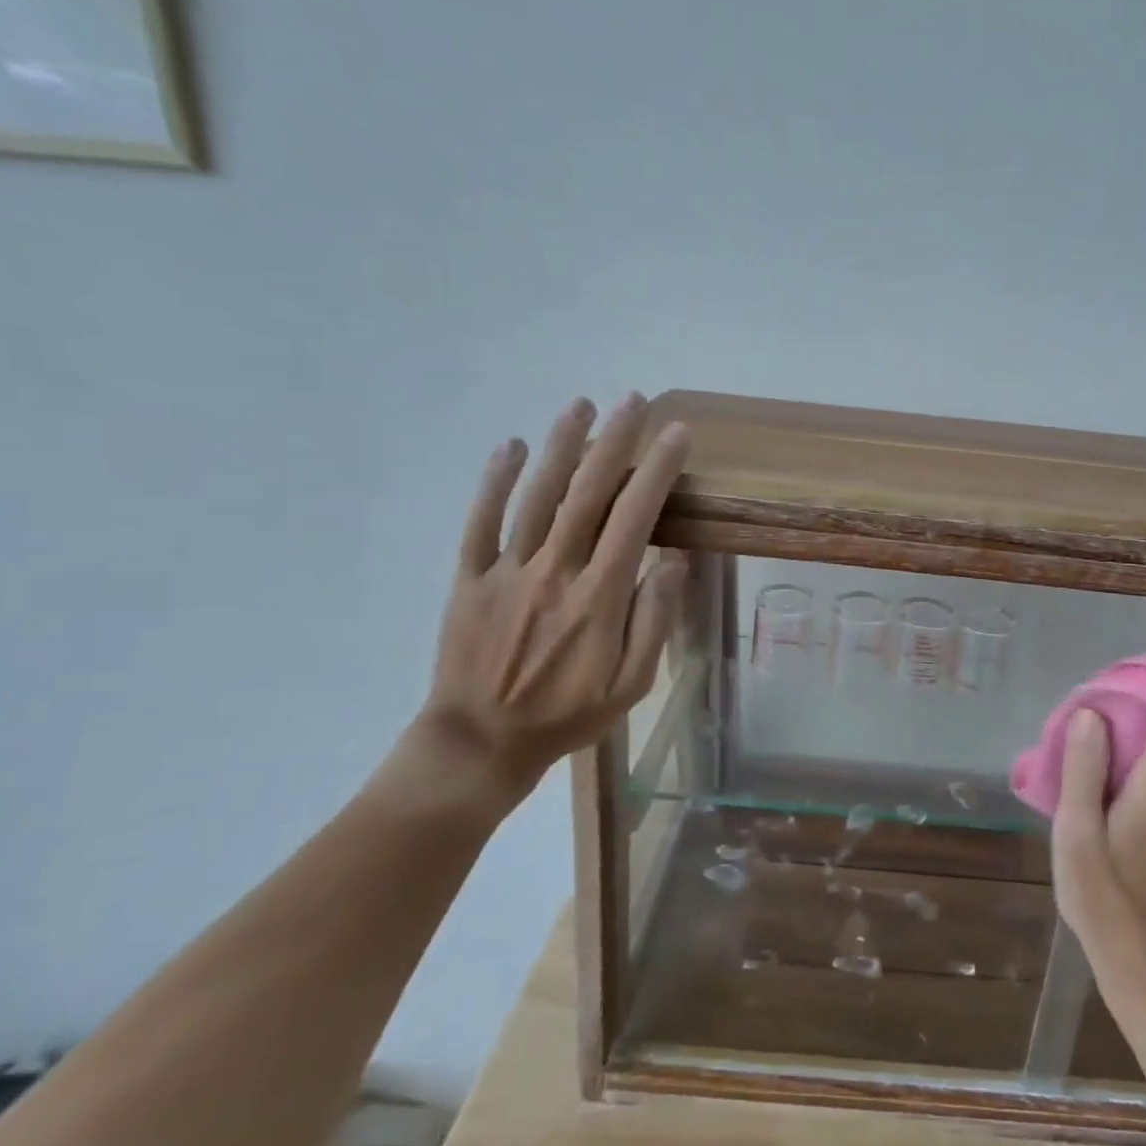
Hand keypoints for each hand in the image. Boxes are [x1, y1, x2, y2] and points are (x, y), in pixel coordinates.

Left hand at [403, 393, 689, 809]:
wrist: (480, 744)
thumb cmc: (566, 716)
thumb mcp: (632, 685)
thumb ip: (654, 621)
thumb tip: (674, 563)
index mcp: (599, 597)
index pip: (636, 518)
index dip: (657, 471)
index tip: (676, 434)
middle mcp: (555, 571)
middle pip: (587, 493)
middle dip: (614, 442)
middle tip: (633, 401)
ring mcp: (507, 571)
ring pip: (537, 496)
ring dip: (561, 446)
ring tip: (581, 405)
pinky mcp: (469, 579)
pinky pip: (481, 522)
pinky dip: (495, 481)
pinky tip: (513, 447)